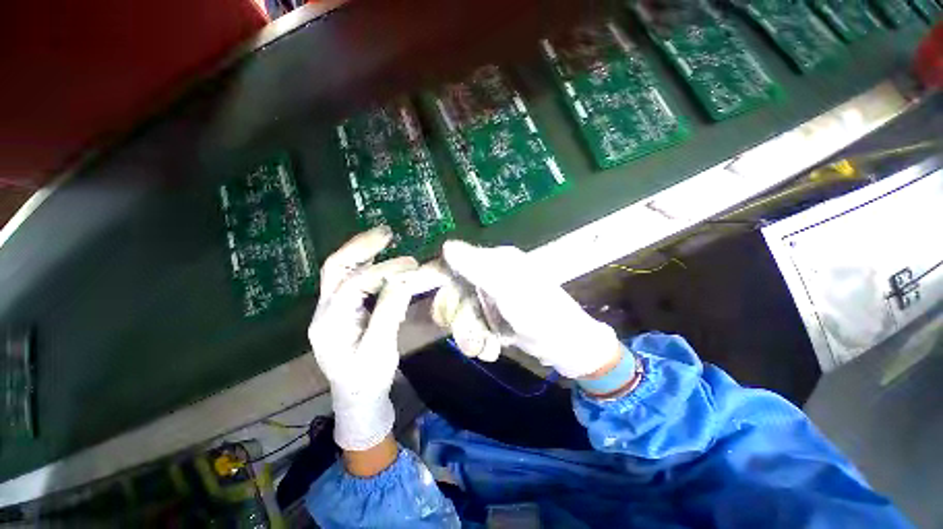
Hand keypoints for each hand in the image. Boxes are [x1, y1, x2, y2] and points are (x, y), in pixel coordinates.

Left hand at [309, 226, 417, 450]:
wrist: (356, 400)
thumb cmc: (368, 380)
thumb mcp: (380, 349)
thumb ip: (389, 312)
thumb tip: (404, 279)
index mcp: (330, 322)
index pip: (355, 284)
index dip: (384, 270)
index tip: (412, 265)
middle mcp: (324, 311)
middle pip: (335, 269)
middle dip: (360, 247)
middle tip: (386, 233)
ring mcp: (331, 310)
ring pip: (340, 272)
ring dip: (361, 252)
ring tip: (383, 239)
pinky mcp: (343, 311)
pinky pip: (350, 281)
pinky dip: (366, 265)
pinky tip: (379, 259)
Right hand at [431, 241, 622, 379]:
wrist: (570, 346)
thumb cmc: (542, 315)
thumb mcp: (508, 290)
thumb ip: (477, 267)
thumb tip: (447, 246)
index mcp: (496, 261)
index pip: (456, 263)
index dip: (440, 280)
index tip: (432, 303)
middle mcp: (492, 275)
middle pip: (456, 292)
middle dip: (460, 318)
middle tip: (470, 336)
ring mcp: (494, 297)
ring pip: (464, 312)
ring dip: (469, 334)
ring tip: (484, 347)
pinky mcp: (496, 315)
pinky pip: (475, 325)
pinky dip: (479, 340)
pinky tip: (492, 348)